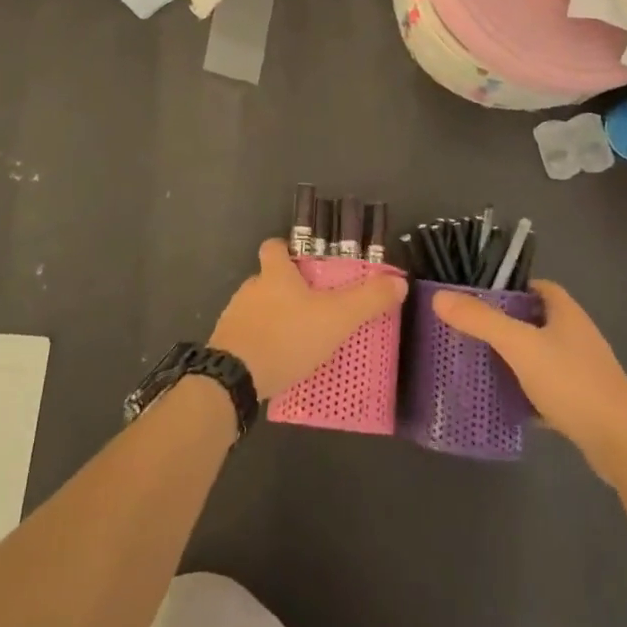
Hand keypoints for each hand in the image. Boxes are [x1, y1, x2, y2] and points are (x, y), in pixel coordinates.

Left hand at [210, 239, 408, 400]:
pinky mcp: (225, 346)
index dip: (286, 250)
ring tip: (301, 340)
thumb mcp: (336, 318)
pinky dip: (263, 345)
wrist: (234, 379)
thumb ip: (368, 300)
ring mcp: (234, 317)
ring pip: (258, 309)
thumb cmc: (287, 337)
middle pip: (268, 279)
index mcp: (275, 274)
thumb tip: (400, 281)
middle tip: (314, 308)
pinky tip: (280, 363)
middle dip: (287, 290)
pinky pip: (249, 338)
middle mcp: (251, 288)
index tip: (303, 262)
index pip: (273, 246)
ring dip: (275, 319)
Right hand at [431, 280, 626, 485]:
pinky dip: (528, 392)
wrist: (621, 442)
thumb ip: (481, 321)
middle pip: (537, 320)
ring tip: (482, 365)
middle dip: (507, 325)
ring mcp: (583, 370)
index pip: (537, 287)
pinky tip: (507, 403)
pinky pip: (549, 388)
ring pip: (542, 355)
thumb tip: (439, 297)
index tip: (479, 298)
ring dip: (517, 359)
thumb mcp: (520, 346)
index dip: (510, 288)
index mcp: (566, 312)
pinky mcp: (584, 402)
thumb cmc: (571, 382)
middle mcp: (577, 335)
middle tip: (472, 332)